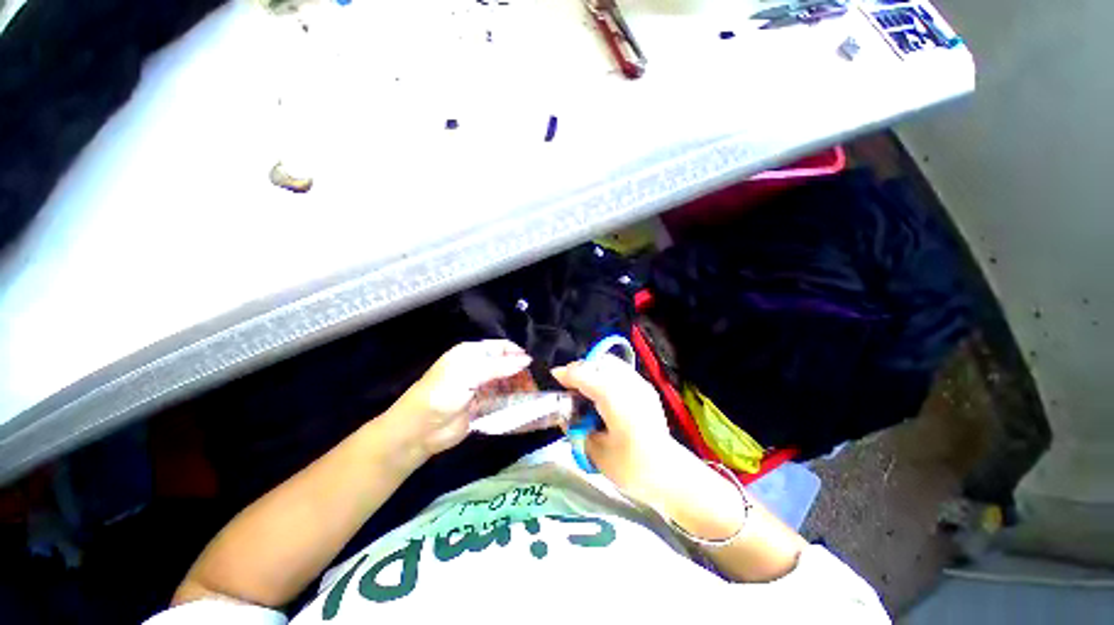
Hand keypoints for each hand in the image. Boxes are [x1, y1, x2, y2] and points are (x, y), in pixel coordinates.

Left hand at [387, 340, 531, 458]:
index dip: (516, 353)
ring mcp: (480, 387)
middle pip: (505, 365)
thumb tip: (526, 360)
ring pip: (506, 382)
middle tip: (539, 381)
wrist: (419, 431)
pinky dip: (513, 401)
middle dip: (521, 371)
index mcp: (471, 354)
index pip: (499, 347)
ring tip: (537, 393)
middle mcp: (477, 367)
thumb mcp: (468, 374)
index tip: (534, 364)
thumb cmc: (442, 394)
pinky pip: (502, 399)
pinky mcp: (483, 406)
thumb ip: (498, 367)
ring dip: (519, 386)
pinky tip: (527, 404)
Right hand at [552, 357, 749, 540]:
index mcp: (617, 402)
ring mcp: (641, 384)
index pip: (587, 376)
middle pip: (600, 363)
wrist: (669, 474)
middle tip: (568, 384)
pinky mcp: (646, 388)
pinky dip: (605, 373)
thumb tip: (565, 410)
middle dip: (580, 368)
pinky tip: (601, 391)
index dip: (568, 374)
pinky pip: (620, 370)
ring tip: (584, 386)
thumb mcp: (595, 452)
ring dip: (593, 368)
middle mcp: (630, 386)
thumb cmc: (631, 469)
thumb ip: (577, 427)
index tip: (553, 377)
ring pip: (611, 363)